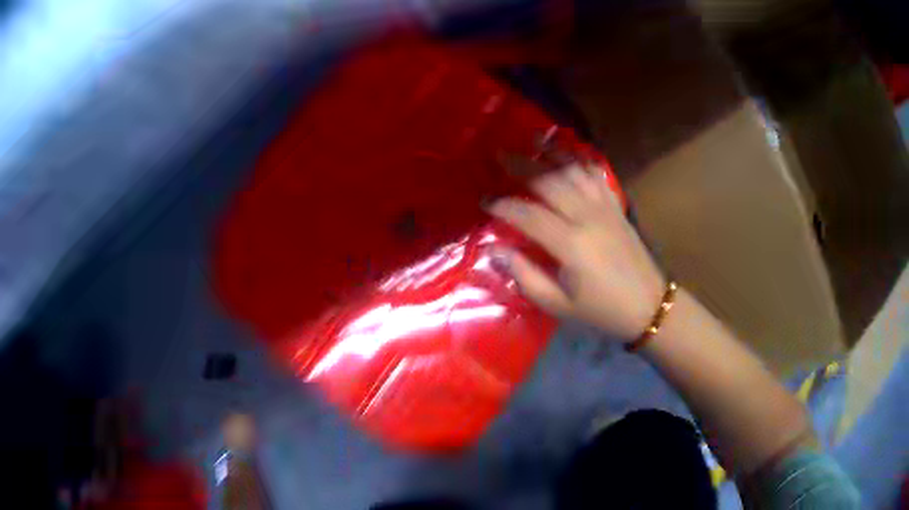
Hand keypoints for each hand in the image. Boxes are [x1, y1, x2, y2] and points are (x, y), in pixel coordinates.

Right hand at [488, 164, 665, 340]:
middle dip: (521, 165)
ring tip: (533, 139)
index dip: (503, 205)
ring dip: (552, 153)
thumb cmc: (601, 309)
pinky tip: (570, 153)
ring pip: (574, 170)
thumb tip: (495, 250)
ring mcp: (604, 207)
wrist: (648, 305)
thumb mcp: (558, 304)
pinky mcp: (616, 206)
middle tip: (499, 155)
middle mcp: (587, 217)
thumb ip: (525, 276)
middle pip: (549, 182)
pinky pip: (597, 175)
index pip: (528, 215)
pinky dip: (581, 160)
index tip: (484, 201)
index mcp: (570, 244)